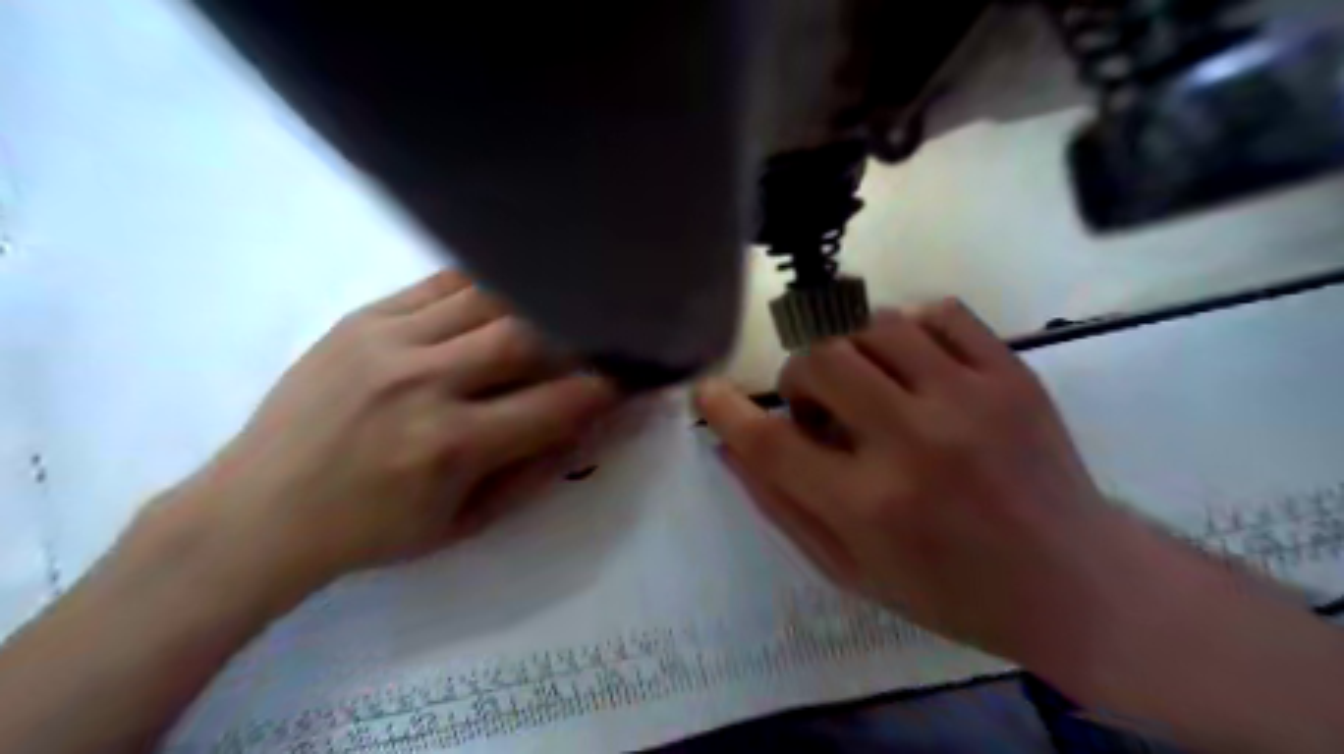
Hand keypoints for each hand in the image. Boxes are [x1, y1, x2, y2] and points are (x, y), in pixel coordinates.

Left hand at [161, 269, 617, 587]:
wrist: (258, 511)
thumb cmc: (372, 531)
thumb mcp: (465, 523)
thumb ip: (533, 471)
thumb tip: (587, 425)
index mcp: (452, 446)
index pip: (557, 403)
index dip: (606, 388)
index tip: (630, 377)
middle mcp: (425, 384)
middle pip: (527, 336)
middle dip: (576, 335)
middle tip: (598, 336)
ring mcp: (389, 343)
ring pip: (488, 300)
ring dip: (535, 303)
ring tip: (558, 307)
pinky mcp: (362, 319)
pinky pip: (440, 284)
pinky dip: (485, 284)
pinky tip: (506, 290)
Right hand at [692, 301, 1124, 671]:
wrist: (1076, 584)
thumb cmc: (950, 591)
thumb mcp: (851, 572)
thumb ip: (783, 507)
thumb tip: (731, 446)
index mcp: (869, 506)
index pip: (770, 442)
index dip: (726, 411)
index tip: (707, 392)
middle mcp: (914, 441)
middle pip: (819, 360)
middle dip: (800, 377)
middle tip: (818, 406)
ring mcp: (970, 398)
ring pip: (874, 325)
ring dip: (852, 352)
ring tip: (870, 385)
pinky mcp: (1012, 372)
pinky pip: (938, 312)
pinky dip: (910, 330)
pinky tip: (916, 365)